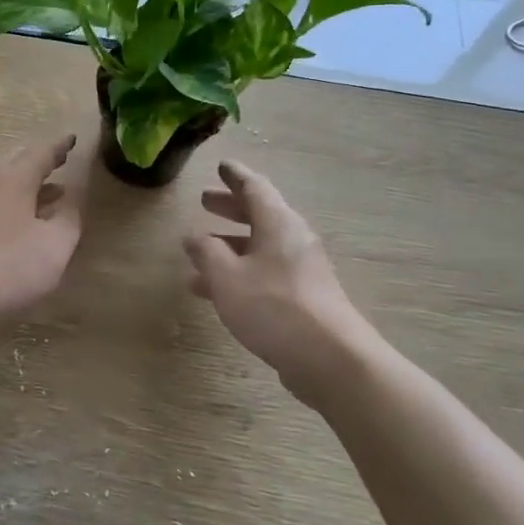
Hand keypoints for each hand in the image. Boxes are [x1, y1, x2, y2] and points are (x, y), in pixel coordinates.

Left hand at [0, 134, 89, 331]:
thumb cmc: (7, 265)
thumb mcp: (55, 245)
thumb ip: (69, 217)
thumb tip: (73, 195)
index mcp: (14, 179)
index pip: (41, 152)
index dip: (59, 147)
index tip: (72, 139)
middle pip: (16, 161)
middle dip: (40, 160)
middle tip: (59, 160)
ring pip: (3, 183)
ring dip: (28, 184)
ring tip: (51, 192)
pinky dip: (14, 202)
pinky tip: (22, 221)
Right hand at [183, 160, 382, 405]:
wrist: (331, 359)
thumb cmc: (273, 307)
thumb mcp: (227, 277)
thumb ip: (206, 252)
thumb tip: (192, 235)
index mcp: (278, 224)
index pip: (255, 188)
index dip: (235, 176)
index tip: (222, 165)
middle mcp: (293, 240)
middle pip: (259, 215)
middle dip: (231, 208)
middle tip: (206, 201)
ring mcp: (302, 270)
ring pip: (259, 247)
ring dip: (230, 245)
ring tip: (198, 252)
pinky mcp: (303, 298)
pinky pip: (264, 272)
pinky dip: (239, 272)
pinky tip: (216, 292)